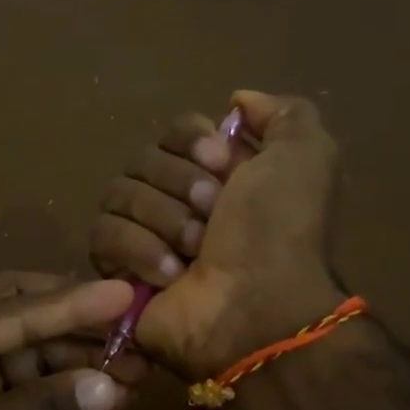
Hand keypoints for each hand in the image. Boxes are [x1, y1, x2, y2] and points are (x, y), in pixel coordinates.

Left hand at [0, 271, 144, 409]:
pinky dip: (55, 393)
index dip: (72, 304)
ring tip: (132, 369)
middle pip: (17, 318)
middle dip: (74, 326)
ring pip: (22, 356)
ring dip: (72, 362)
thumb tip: (110, 386)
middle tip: (133, 330)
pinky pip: (17, 390)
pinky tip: (99, 396)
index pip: (11, 310)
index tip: (124, 294)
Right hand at [91, 89, 344, 377]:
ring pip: (118, 193)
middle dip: (178, 184)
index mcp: (217, 173)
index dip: (192, 141)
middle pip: (142, 158)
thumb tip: (237, 101)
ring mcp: (143, 234)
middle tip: (212, 215)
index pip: (174, 129)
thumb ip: (283, 114)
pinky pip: (102, 234)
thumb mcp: (307, 157)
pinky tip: (169, 275)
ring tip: (193, 252)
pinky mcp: (116, 269)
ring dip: (162, 219)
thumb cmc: (280, 232)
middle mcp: (177, 198)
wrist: (255, 308)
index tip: (221, 163)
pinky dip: (138, 250)